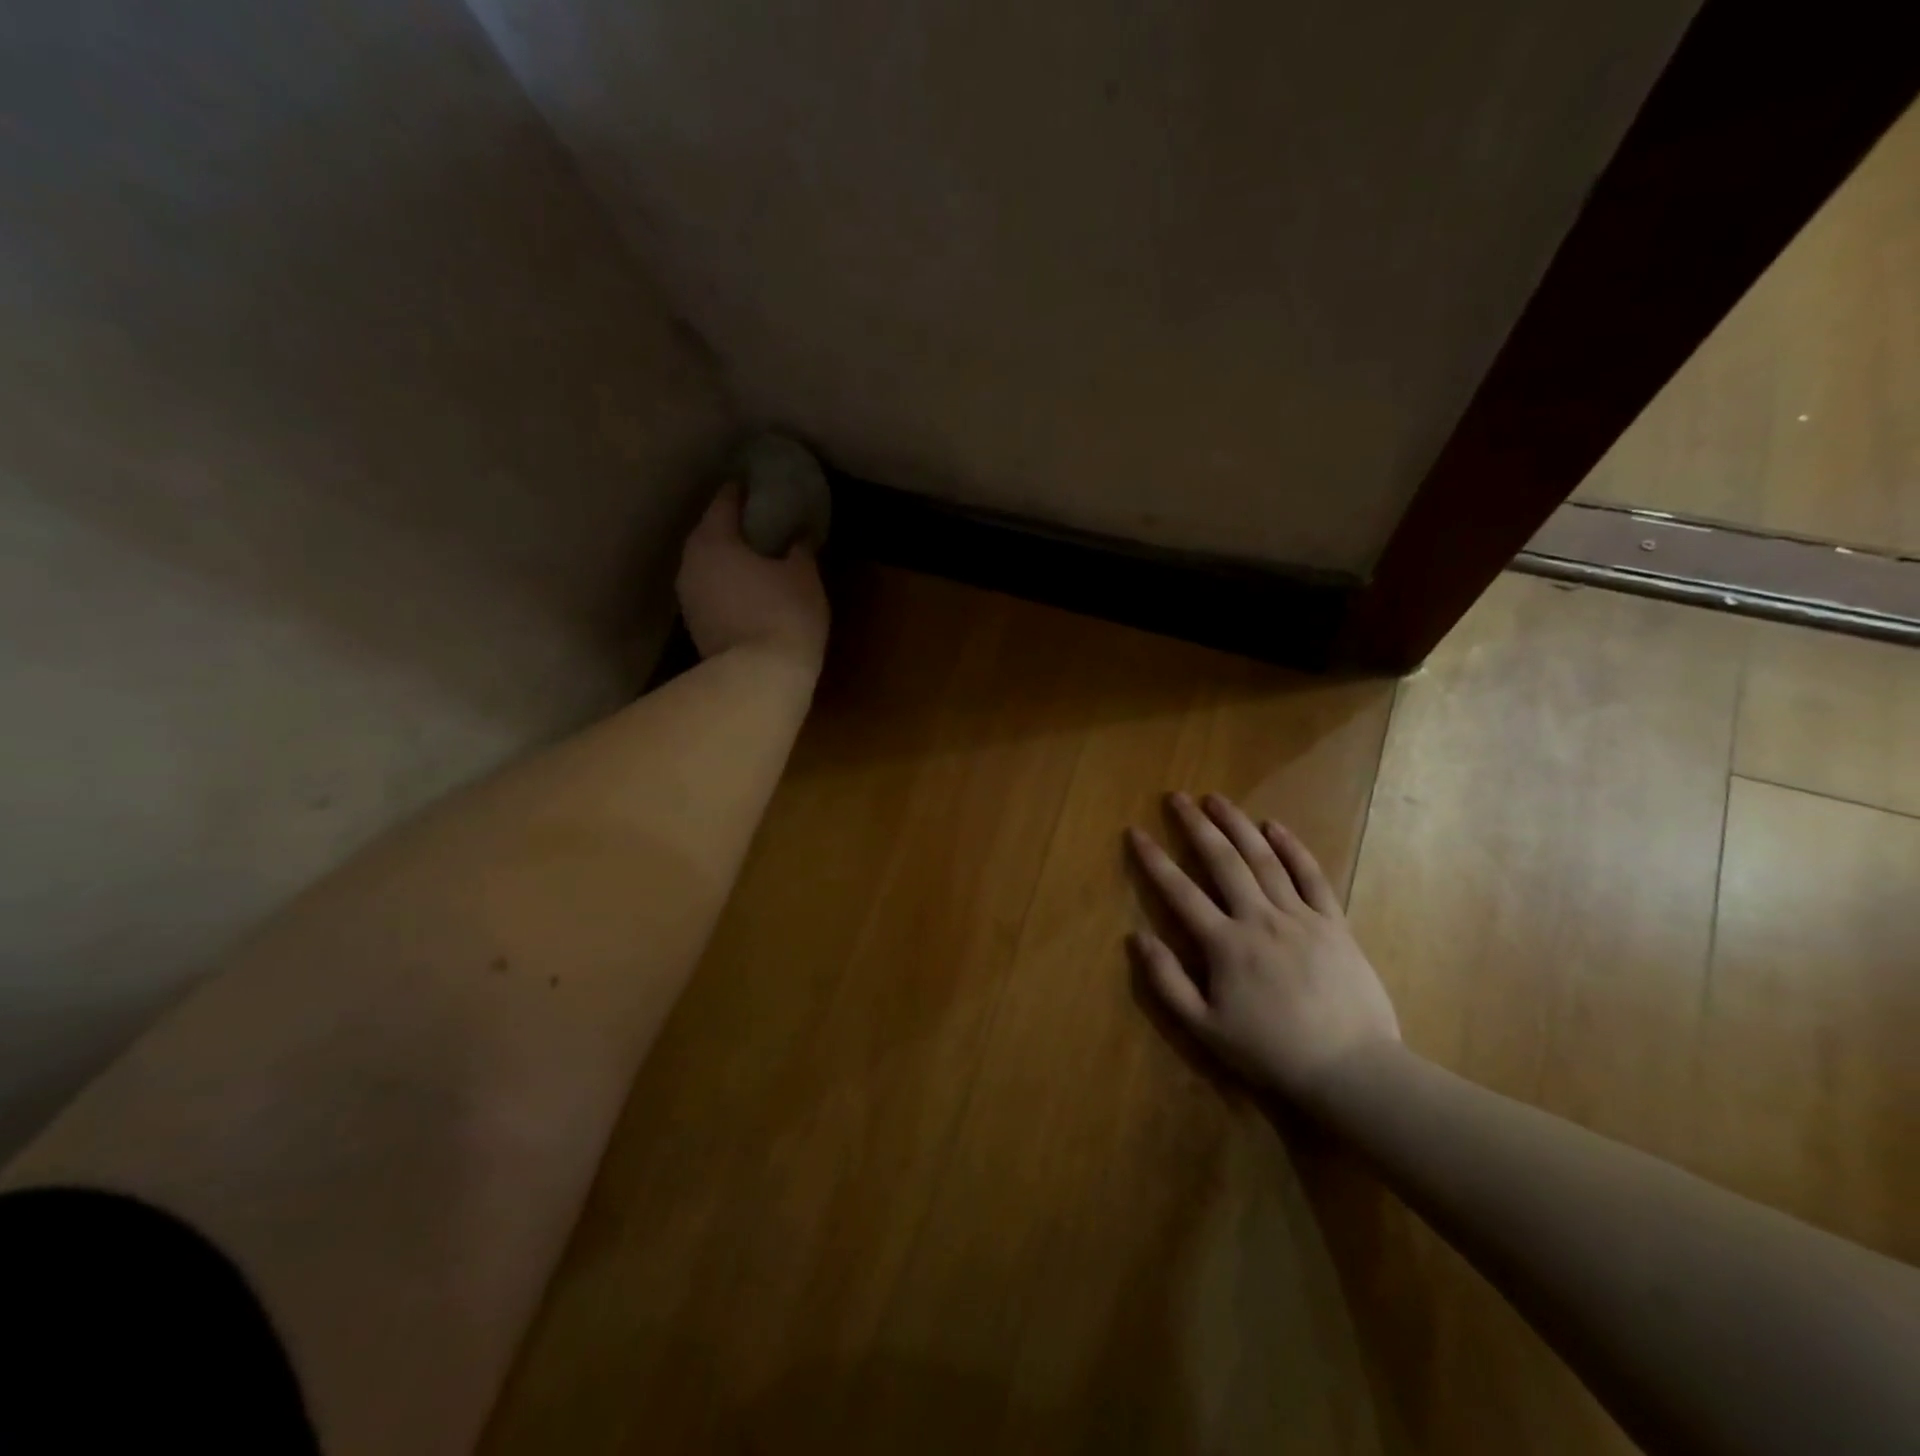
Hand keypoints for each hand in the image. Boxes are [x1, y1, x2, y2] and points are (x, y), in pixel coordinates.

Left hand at [677, 483, 829, 664]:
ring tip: (761, 559)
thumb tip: (799, 536)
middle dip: (737, 527)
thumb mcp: (804, 576)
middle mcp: (690, 562)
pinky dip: (729, 585)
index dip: (746, 490)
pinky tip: (752, 591)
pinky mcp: (695, 626)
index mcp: (713, 539)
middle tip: (767, 523)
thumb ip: (799, 549)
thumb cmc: (784, 615)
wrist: (759, 679)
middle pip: (713, 532)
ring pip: (710, 565)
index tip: (763, 485)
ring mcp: (688, 597)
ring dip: (731, 559)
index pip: (726, 500)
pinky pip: (713, 591)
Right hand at [1127, 793, 1400, 1105]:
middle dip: (1196, 826)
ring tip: (1217, 798)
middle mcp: (1260, 918)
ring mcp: (1300, 917)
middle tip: (1177, 797)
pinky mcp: (1334, 923)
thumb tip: (1137, 937)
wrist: (1352, 1070)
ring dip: (1238, 825)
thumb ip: (1167, 981)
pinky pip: (1312, 876)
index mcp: (1225, 945)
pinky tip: (1275, 826)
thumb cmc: (1271, 1052)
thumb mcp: (1205, 1028)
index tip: (1136, 832)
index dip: (1154, 860)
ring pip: (1264, 859)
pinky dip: (1293, 848)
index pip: (1180, 892)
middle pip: (1223, 861)